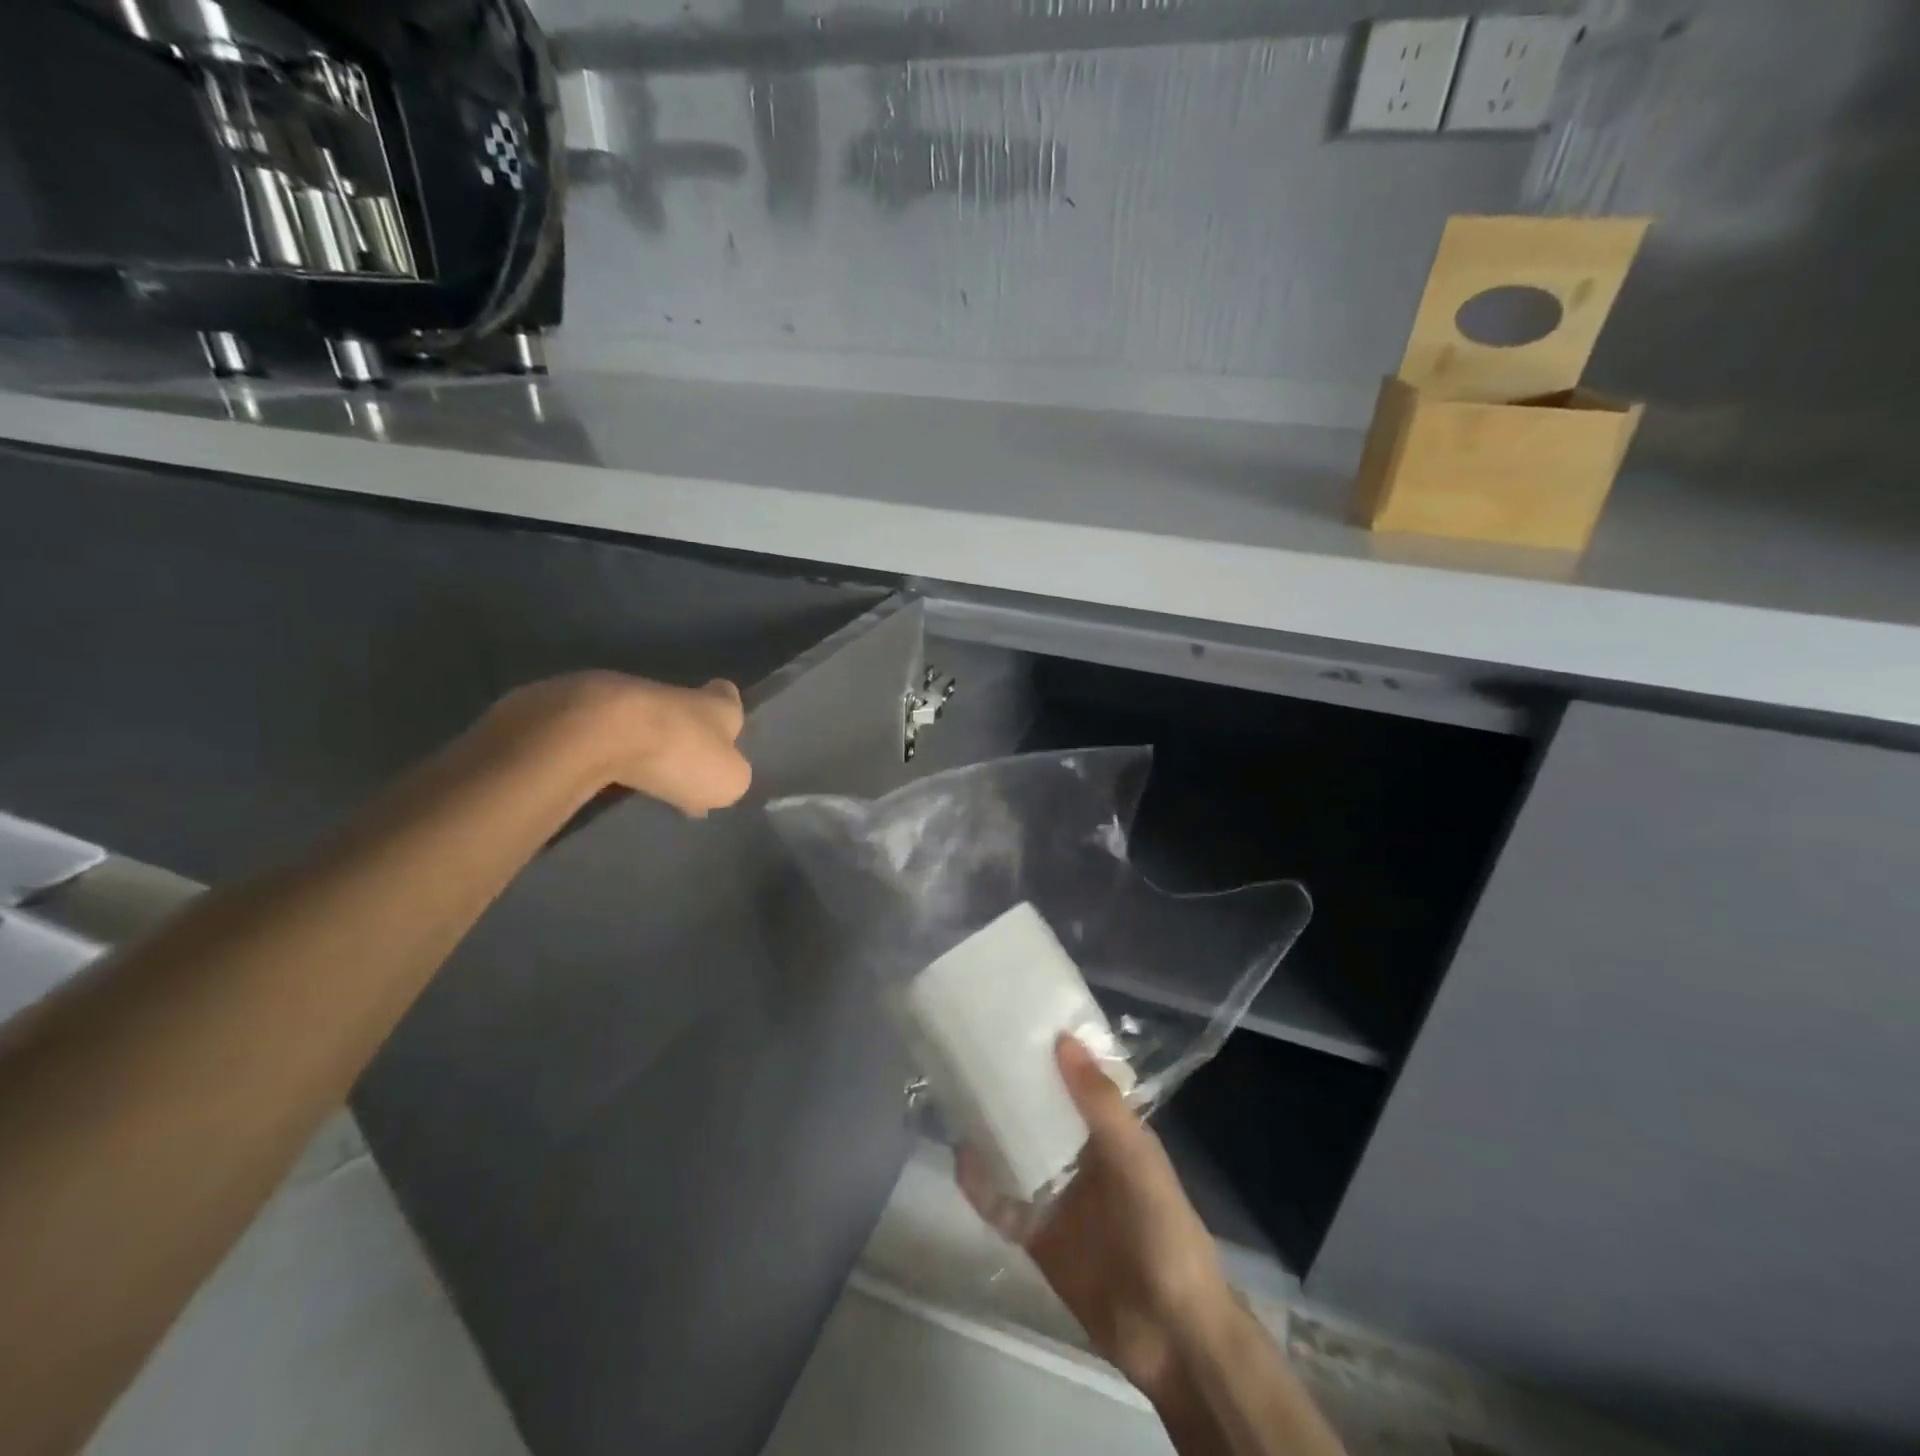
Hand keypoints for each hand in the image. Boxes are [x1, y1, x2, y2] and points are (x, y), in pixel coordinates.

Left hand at [483, 671, 750, 816]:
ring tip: (639, 779)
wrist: (596, 730)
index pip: (729, 696)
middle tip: (681, 771)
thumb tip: (720, 776)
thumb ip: (731, 776)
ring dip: (641, 743)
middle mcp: (673, 692)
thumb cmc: (678, 753)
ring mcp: (623, 696)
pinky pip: (601, 732)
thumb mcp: (728, 780)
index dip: (728, 714)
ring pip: (641, 720)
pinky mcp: (579, 708)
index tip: (725, 735)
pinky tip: (600, 777)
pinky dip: (603, 751)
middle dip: (682, 736)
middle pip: (684, 710)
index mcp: (715, 704)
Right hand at [958, 1036, 1231, 1401]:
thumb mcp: (1135, 1158)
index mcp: (1111, 1131)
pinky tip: (960, 1161)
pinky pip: (1003, 1202)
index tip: (1014, 1017)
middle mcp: (1081, 1155)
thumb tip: (1063, 1039)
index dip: (1050, 1050)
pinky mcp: (1039, 1234)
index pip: (1076, 1078)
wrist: (1169, 1333)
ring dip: (991, 1130)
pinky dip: (981, 1184)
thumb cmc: (1162, 1229)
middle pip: (1040, 1112)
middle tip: (969, 1050)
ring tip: (954, 1095)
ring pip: (1017, 1151)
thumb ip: (1099, 1103)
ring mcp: (1058, 1195)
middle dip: (1011, 1087)